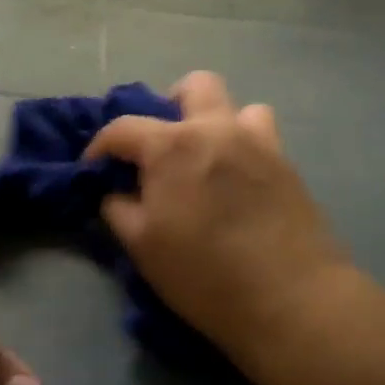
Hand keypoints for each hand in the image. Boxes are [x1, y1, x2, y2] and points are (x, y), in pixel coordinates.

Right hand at [84, 71, 348, 355]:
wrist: (290, 298)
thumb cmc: (204, 274)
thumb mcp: (142, 246)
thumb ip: (119, 209)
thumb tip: (115, 192)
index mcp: (173, 144)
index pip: (123, 127)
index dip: (101, 145)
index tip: (94, 167)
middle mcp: (217, 128)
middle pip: (194, 86)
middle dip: (171, 104)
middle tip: (163, 145)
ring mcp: (258, 142)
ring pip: (238, 106)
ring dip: (217, 121)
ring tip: (208, 157)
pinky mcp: (287, 163)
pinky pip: (261, 136)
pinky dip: (244, 145)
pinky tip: (238, 180)